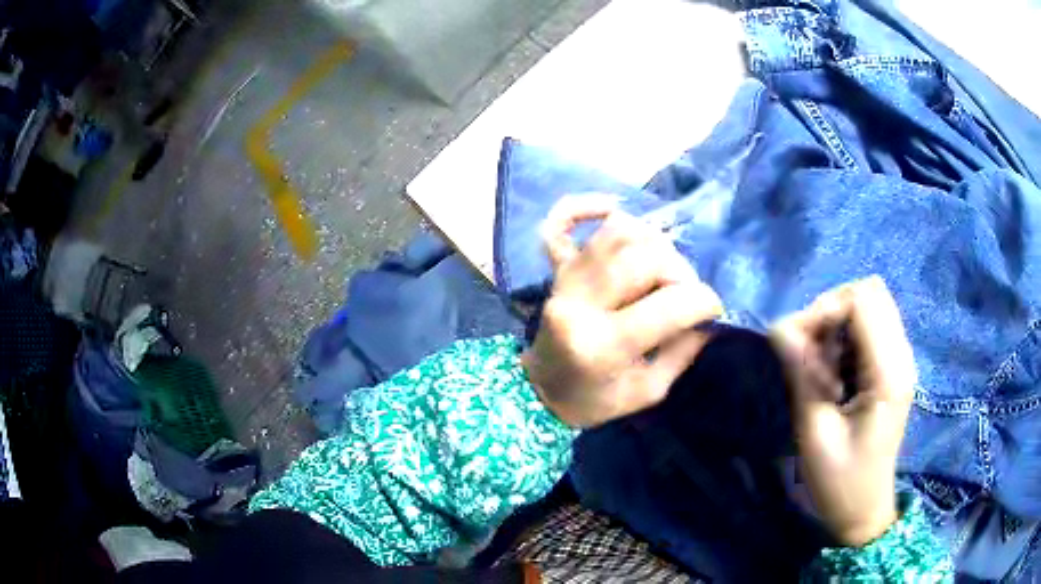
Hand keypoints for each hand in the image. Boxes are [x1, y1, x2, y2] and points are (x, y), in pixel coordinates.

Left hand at [521, 195, 723, 427]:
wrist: (540, 393)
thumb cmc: (594, 400)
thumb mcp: (648, 391)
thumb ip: (683, 351)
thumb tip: (708, 315)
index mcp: (602, 345)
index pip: (667, 305)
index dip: (702, 301)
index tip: (713, 307)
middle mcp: (579, 304)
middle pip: (643, 258)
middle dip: (678, 270)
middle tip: (686, 291)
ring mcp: (563, 281)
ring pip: (614, 234)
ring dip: (650, 242)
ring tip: (662, 266)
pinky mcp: (555, 270)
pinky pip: (558, 224)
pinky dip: (583, 206)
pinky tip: (612, 207)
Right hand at [770, 276, 916, 545]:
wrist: (864, 511)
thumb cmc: (840, 482)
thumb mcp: (815, 433)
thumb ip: (802, 375)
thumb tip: (778, 327)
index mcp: (888, 373)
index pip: (862, 300)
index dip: (825, 310)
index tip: (801, 346)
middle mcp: (901, 356)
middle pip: (870, 292)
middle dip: (832, 310)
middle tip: (809, 351)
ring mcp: (900, 360)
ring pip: (870, 305)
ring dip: (838, 324)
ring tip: (821, 367)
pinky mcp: (892, 368)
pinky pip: (869, 328)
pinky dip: (845, 338)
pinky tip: (834, 373)